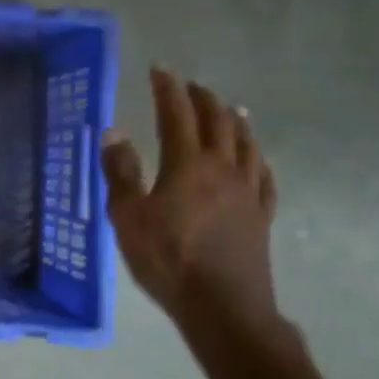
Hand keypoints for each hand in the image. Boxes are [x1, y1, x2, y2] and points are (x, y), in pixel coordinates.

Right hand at [102, 68, 280, 339]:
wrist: (225, 310)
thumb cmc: (169, 260)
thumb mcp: (128, 217)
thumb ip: (121, 173)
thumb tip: (114, 133)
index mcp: (188, 164)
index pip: (177, 113)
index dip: (168, 88)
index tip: (160, 69)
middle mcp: (223, 169)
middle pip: (218, 122)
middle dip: (203, 98)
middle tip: (191, 85)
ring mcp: (247, 193)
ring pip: (246, 145)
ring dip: (235, 122)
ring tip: (230, 109)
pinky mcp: (261, 217)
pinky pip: (264, 177)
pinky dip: (258, 159)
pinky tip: (256, 159)